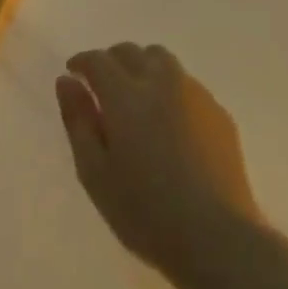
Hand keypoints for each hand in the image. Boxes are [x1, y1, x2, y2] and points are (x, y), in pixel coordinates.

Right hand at [56, 44, 265, 278]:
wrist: (217, 236)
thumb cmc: (144, 211)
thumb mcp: (94, 172)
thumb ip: (78, 120)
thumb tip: (67, 81)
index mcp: (127, 96)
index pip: (99, 60)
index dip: (81, 62)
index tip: (73, 74)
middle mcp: (163, 83)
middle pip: (133, 52)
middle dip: (111, 61)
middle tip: (100, 86)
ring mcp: (196, 96)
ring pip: (163, 62)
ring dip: (142, 68)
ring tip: (135, 99)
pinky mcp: (220, 114)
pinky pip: (187, 85)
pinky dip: (169, 89)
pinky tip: (168, 122)